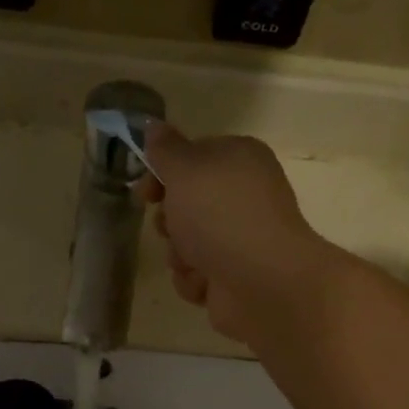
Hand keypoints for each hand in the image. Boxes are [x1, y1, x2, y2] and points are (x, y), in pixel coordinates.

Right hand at [141, 123, 324, 343]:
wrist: (263, 282)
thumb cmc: (221, 215)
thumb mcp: (185, 170)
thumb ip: (165, 148)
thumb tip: (154, 126)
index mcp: (240, 159)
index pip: (192, 157)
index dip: (163, 173)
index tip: (146, 192)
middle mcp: (243, 197)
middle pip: (186, 204)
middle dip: (170, 220)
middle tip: (171, 227)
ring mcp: (241, 239)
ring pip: (187, 243)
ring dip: (180, 254)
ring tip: (193, 261)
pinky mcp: (235, 277)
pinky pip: (197, 275)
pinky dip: (195, 281)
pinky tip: (206, 283)